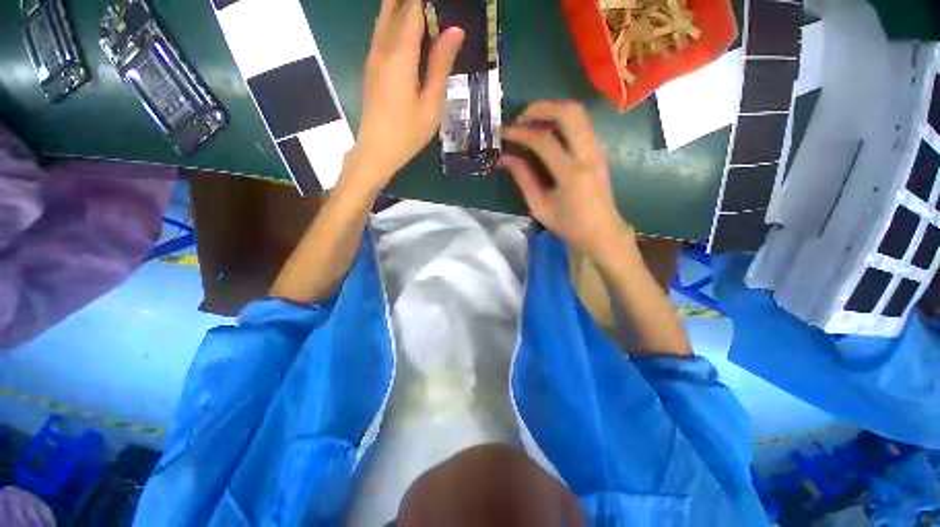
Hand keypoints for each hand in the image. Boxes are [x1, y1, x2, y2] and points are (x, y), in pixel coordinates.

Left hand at [348, 0, 464, 192]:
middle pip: (393, 6)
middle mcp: (382, 49)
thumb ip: (440, 66)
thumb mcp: (431, 105)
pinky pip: (382, 33)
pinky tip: (408, 26)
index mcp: (400, 56)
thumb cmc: (407, 134)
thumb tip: (455, 30)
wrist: (376, 151)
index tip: (440, 2)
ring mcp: (373, 57)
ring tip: (421, 9)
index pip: (412, 9)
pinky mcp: (371, 67)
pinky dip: (395, 20)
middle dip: (410, 0)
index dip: (424, 0)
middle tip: (430, 5)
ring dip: (400, 5)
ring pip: (384, 17)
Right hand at [500, 101, 634, 259]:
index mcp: (571, 173)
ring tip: (532, 121)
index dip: (520, 133)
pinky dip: (562, 119)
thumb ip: (523, 179)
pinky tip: (548, 131)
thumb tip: (506, 158)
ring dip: (553, 110)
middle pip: (568, 112)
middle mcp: (588, 155)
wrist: (603, 232)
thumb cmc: (569, 225)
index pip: (543, 140)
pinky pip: (581, 124)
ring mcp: (597, 150)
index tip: (503, 132)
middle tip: (521, 118)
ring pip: (579, 113)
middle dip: (541, 108)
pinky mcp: (598, 151)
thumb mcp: (540, 207)